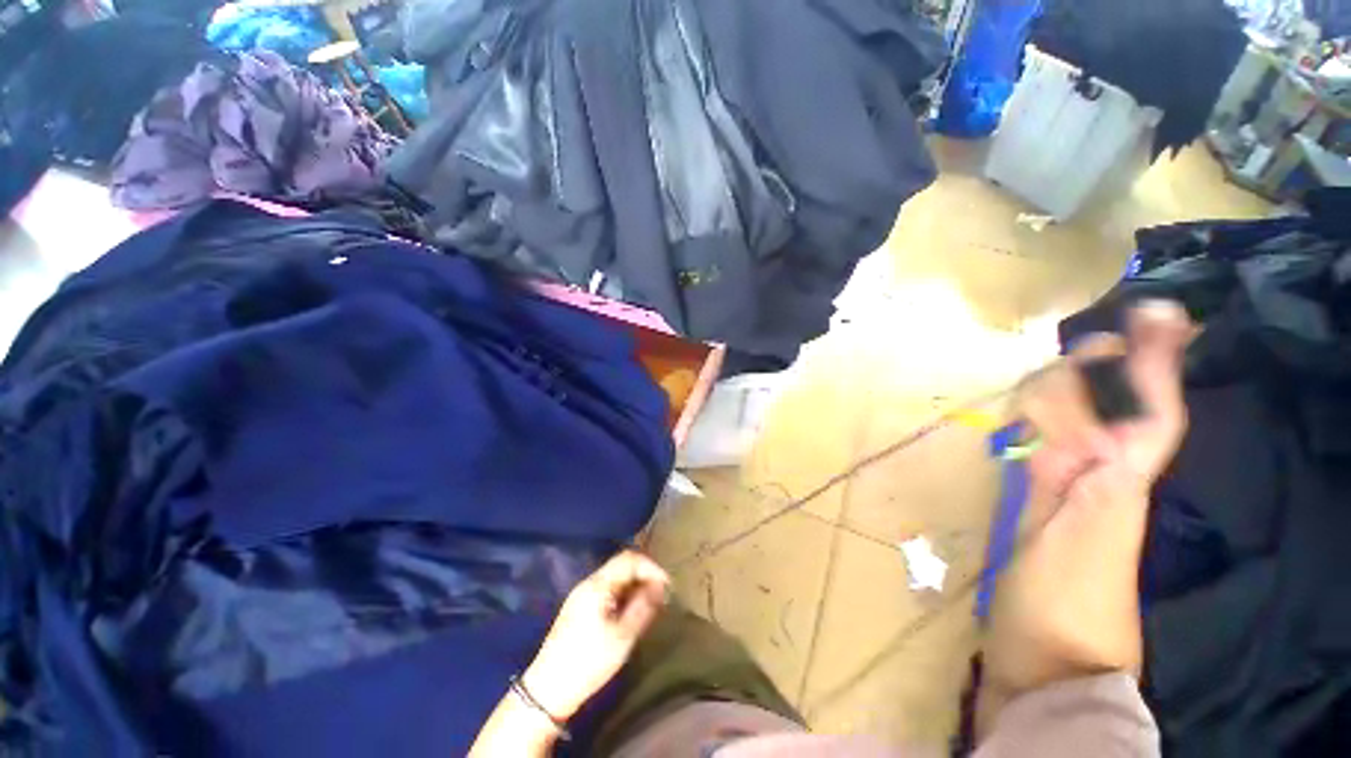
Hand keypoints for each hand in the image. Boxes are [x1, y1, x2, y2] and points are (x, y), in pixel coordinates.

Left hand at [522, 550, 669, 720]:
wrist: (548, 690)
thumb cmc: (588, 662)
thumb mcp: (622, 636)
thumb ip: (643, 607)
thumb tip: (660, 586)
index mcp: (597, 584)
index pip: (629, 559)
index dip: (651, 567)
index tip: (667, 585)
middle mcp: (589, 582)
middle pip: (622, 565)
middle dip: (644, 575)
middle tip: (662, 594)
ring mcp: (582, 594)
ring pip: (615, 578)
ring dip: (635, 585)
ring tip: (650, 604)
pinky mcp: (579, 607)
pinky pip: (608, 590)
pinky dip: (624, 594)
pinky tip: (631, 611)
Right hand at [979, 301, 1193, 734]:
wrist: (1048, 663)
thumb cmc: (1061, 606)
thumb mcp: (1075, 543)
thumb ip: (1084, 484)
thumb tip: (1081, 425)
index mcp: (1113, 483)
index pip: (1149, 415)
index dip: (1156, 366)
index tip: (1155, 317)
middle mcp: (1098, 478)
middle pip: (1112, 411)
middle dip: (1117, 365)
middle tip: (1118, 324)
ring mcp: (1068, 493)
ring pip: (1077, 426)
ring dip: (1079, 386)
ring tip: (1077, 352)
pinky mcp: (1041, 508)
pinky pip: (1049, 451)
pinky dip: (1046, 423)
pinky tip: (1036, 410)